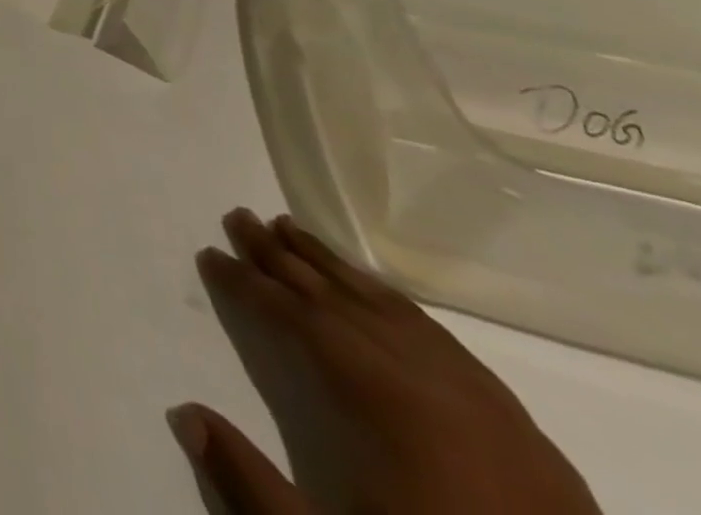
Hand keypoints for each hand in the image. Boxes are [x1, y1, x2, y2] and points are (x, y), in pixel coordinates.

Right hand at [169, 209, 601, 514]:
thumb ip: (253, 484)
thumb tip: (184, 414)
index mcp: (377, 398)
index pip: (294, 318)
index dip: (246, 284)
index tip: (209, 254)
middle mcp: (423, 377)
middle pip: (336, 298)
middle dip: (281, 255)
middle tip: (240, 215)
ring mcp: (476, 394)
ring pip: (386, 306)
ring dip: (332, 265)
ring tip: (291, 227)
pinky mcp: (516, 420)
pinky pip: (435, 332)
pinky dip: (388, 298)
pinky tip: (374, 291)